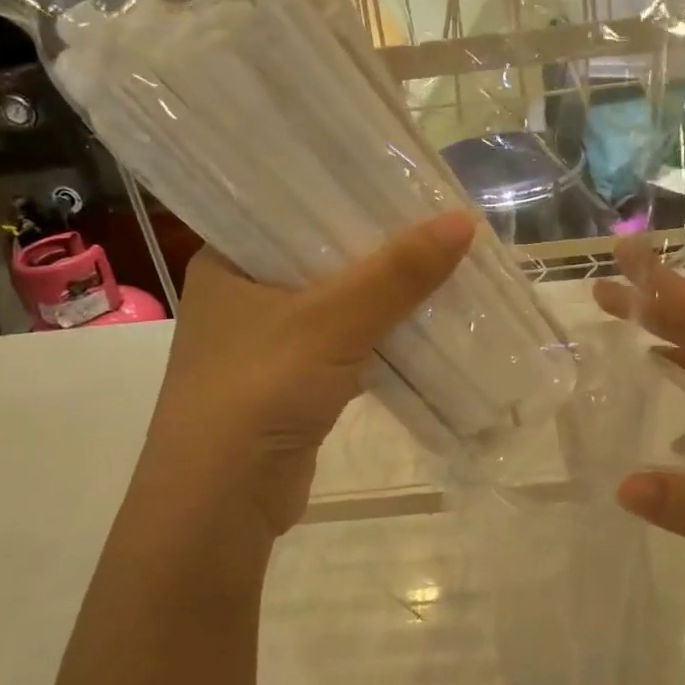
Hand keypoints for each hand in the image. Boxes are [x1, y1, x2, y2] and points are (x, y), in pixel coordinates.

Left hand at [146, 212, 475, 545]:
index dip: (346, 193)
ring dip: (384, 295)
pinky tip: (424, 323)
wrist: (221, 505)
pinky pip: (346, 346)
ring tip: (443, 263)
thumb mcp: (330, 322)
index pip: (290, 208)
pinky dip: (381, 337)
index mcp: (228, 262)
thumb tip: (464, 222)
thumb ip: (396, 274)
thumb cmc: (258, 391)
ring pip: (338, 304)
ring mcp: (268, 344)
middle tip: (437, 220)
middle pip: (321, 257)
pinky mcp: (294, 385)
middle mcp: (243, 297)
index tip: (401, 179)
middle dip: (378, 247)